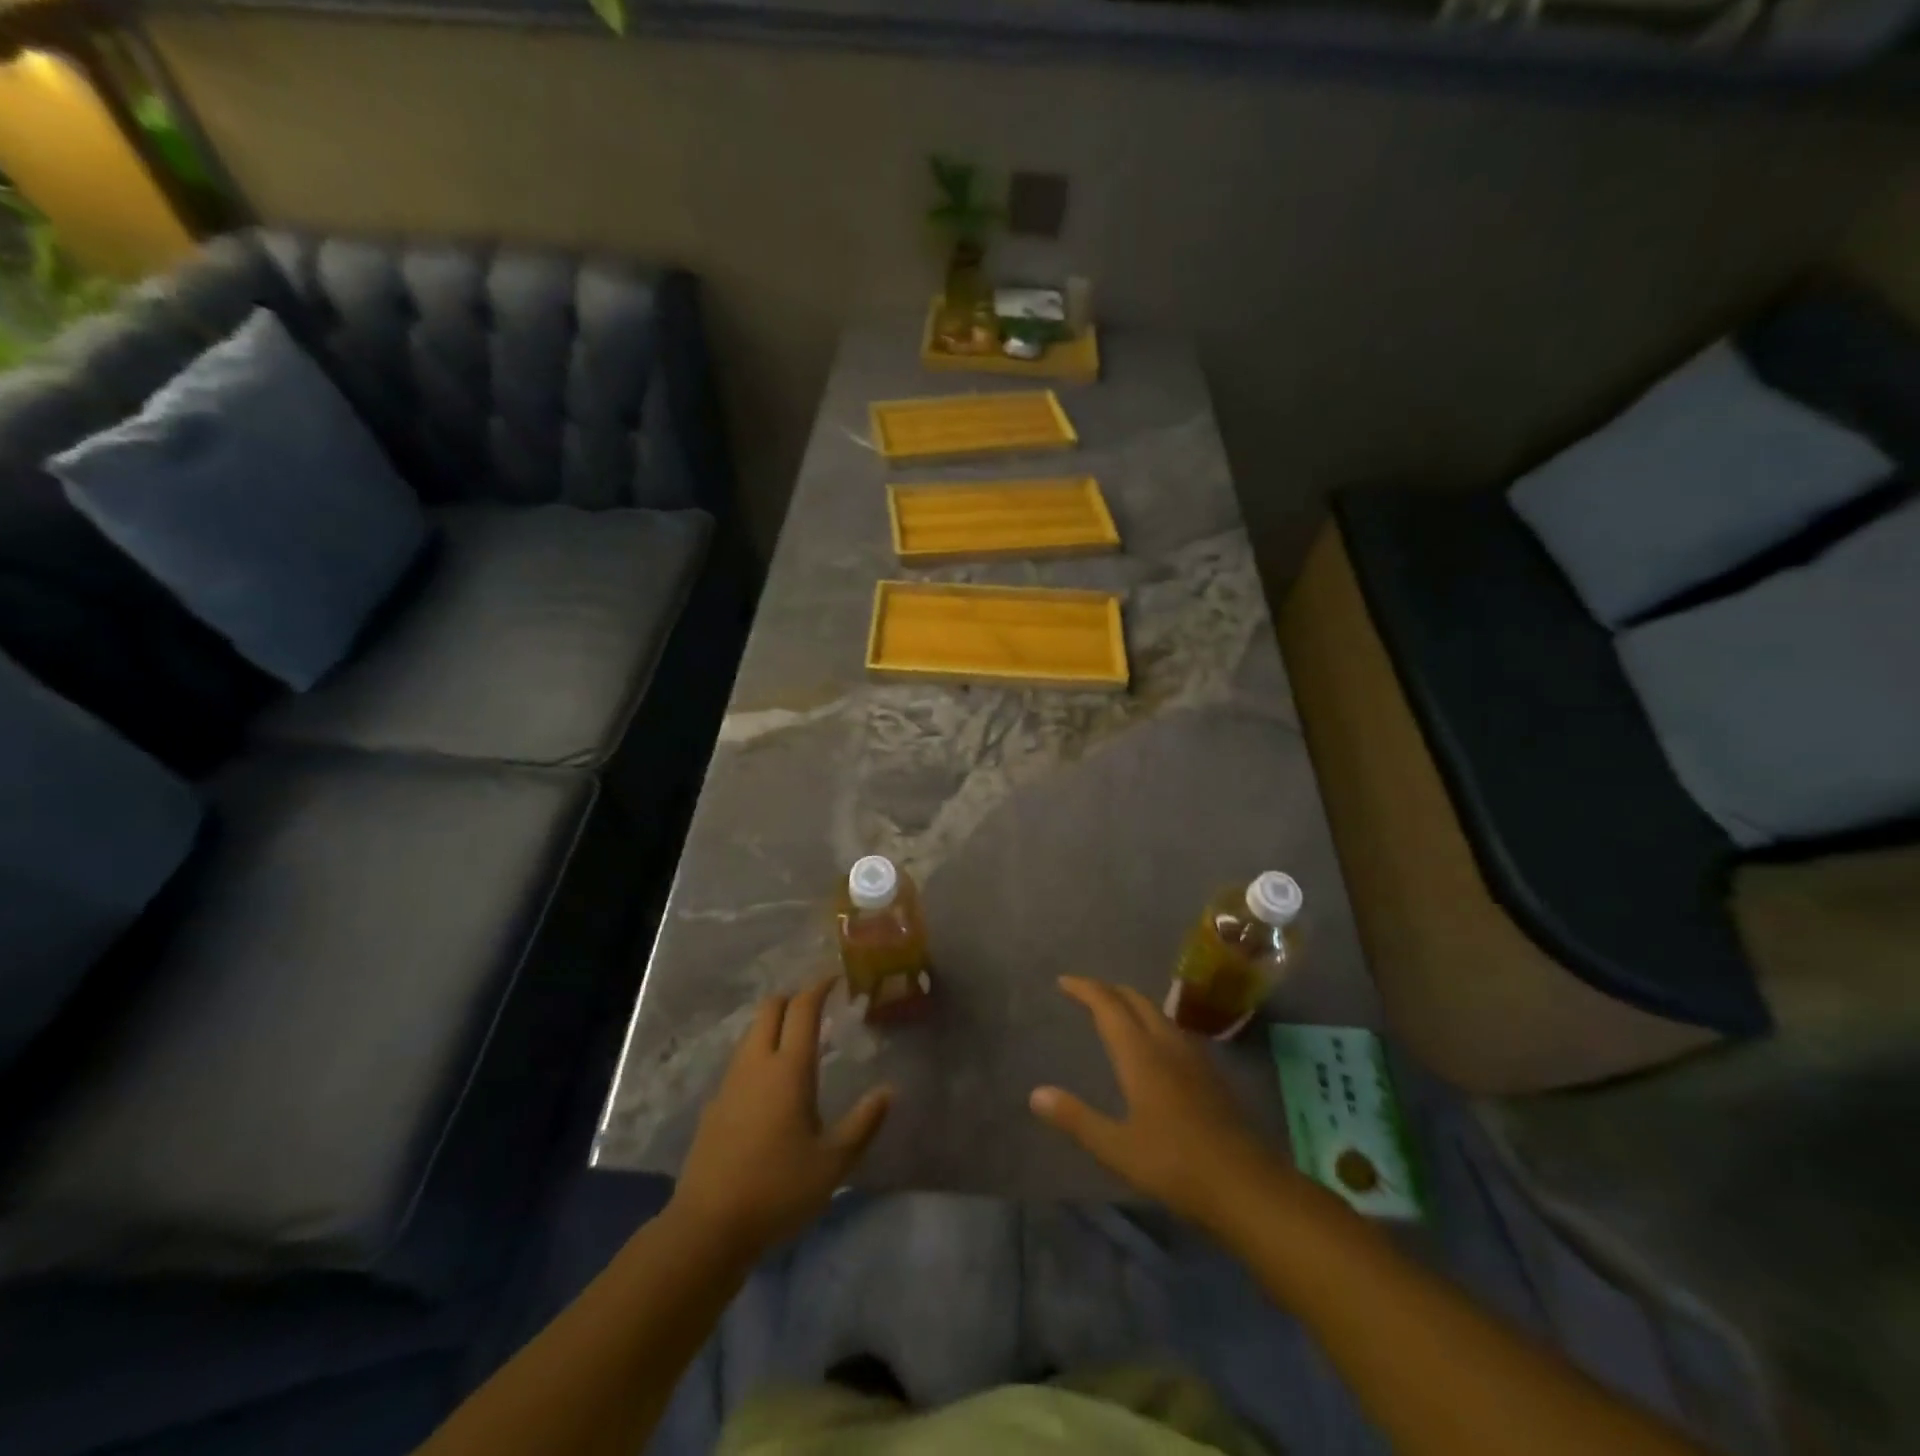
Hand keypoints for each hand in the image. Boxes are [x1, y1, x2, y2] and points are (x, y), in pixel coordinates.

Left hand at [671, 977, 891, 1256]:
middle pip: (770, 1008)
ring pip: (752, 1033)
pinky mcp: (714, 1105)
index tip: (835, 979)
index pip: (802, 1009)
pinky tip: (771, 1084)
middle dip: (793, 997)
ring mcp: (729, 1083)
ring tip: (798, 1042)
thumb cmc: (778, 1190)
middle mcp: (756, 1064)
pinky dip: (759, 1053)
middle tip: (817, 1006)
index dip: (819, 987)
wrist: (707, 1228)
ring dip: (774, 1024)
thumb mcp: (833, 1163)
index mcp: (788, 1069)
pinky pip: (740, 1061)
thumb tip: (889, 1090)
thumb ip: (863, 1123)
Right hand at [1030, 976, 1296, 1233]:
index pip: (1108, 1006)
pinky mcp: (1211, 1074)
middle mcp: (1167, 1044)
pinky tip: (1155, 1046)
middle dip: (1109, 990)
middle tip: (1086, 992)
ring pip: (1159, 1013)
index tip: (1064, 982)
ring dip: (1133, 1004)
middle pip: (1136, 1001)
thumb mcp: (1116, 1148)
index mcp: (1140, 1054)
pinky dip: (1153, 1023)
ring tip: (1116, 1012)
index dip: (1085, 989)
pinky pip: (1175, 1031)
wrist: (1246, 1184)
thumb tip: (1036, 1094)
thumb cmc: (1175, 1165)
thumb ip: (1076, 1118)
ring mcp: (1194, 1057)